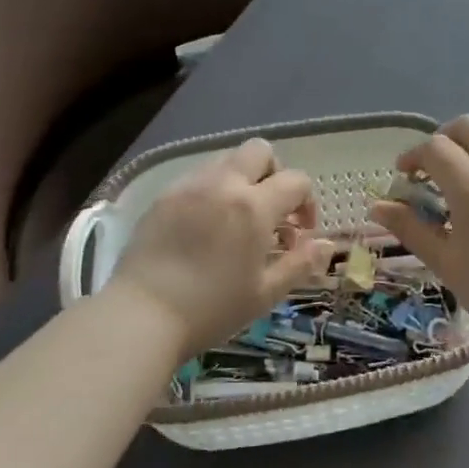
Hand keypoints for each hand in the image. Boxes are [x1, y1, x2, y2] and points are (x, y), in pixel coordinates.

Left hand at [106, 139, 334, 359]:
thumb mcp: (265, 293)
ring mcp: (189, 187)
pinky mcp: (163, 197)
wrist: (141, 316)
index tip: (299, 233)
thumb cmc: (211, 309)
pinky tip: (205, 226)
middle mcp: (223, 185)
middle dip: (274, 173)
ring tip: (236, 219)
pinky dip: (212, 190)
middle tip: (270, 211)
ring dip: (242, 179)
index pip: (296, 181)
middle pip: (260, 151)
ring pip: (226, 159)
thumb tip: (327, 245)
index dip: (307, 203)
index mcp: (254, 207)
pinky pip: (198, 177)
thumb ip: (300, 264)